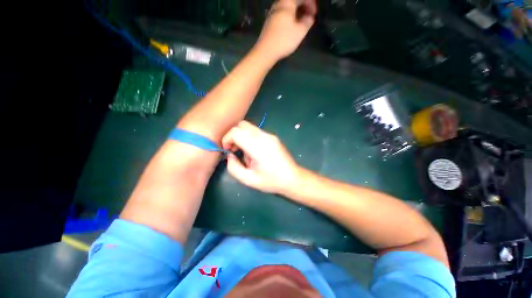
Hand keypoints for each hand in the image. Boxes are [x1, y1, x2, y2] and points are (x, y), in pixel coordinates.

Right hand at [222, 121, 299, 193]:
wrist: (292, 178)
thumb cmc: (271, 181)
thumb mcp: (248, 179)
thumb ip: (234, 167)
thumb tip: (230, 155)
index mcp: (258, 147)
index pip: (236, 132)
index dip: (227, 139)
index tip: (228, 150)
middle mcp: (264, 136)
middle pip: (242, 125)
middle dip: (233, 135)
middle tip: (234, 150)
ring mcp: (270, 135)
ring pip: (249, 127)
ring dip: (242, 136)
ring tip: (245, 153)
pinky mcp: (273, 137)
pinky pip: (256, 132)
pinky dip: (249, 137)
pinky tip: (254, 151)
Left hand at [254, 0, 316, 60]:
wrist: (266, 51)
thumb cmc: (284, 40)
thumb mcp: (300, 31)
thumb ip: (308, 21)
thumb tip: (309, 16)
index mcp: (287, 2)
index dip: (311, 3)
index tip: (314, 14)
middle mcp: (278, 4)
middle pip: (293, 1)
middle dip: (303, 7)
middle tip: (309, 17)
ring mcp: (272, 13)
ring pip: (287, 8)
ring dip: (296, 13)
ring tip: (301, 23)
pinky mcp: (269, 23)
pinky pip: (282, 15)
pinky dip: (289, 18)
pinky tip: (292, 27)